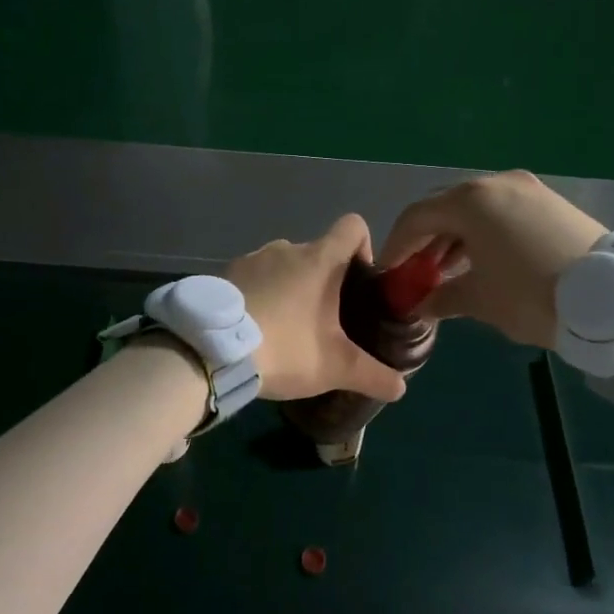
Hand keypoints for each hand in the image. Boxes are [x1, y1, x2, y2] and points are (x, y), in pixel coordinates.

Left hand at [226, 215, 407, 402]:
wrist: (212, 351)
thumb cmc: (285, 347)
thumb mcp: (335, 367)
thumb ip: (373, 375)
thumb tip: (401, 388)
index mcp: (319, 259)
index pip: (352, 226)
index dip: (363, 247)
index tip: (360, 281)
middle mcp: (286, 248)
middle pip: (317, 252)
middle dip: (325, 281)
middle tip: (324, 320)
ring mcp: (252, 258)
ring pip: (283, 265)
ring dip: (290, 287)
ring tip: (285, 327)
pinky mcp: (225, 274)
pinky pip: (253, 277)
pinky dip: (260, 294)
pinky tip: (254, 328)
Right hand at [377, 171, 605, 348]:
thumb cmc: (532, 295)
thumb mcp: (481, 300)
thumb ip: (442, 297)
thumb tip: (420, 304)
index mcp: (471, 201)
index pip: (417, 217)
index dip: (397, 245)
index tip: (388, 272)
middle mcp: (495, 183)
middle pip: (445, 206)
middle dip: (425, 238)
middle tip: (415, 270)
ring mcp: (526, 188)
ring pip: (476, 208)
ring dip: (455, 235)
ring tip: (445, 269)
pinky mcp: (549, 201)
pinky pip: (502, 211)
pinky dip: (483, 232)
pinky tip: (482, 259)